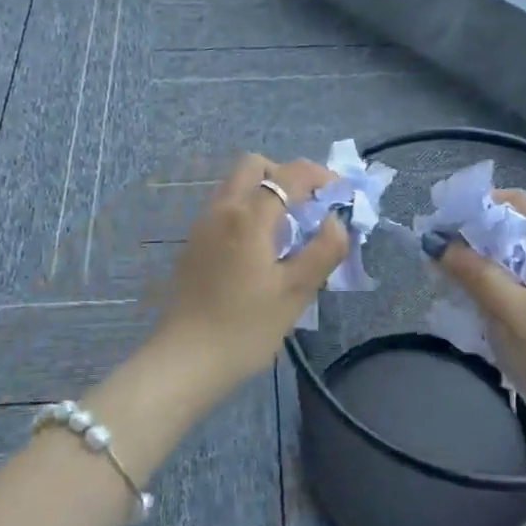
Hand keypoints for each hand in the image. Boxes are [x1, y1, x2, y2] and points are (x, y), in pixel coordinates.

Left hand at [149, 153, 349, 394]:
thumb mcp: (296, 292)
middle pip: (253, 165)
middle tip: (308, 207)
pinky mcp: (193, 243)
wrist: (185, 360)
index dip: (321, 176)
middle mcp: (221, 209)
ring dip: (264, 192)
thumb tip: (335, 221)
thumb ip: (323, 250)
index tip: (340, 195)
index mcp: (249, 216)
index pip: (290, 174)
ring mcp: (202, 224)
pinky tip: (260, 249)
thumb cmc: (245, 328)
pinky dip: (247, 210)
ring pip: (235, 185)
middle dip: (286, 175)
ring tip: (287, 230)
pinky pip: (224, 207)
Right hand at [437, 189, 525, 432]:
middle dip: (474, 238)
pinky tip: (476, 306)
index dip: (478, 204)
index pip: (516, 202)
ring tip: (450, 281)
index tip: (442, 222)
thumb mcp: (511, 311)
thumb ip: (472, 272)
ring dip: (483, 266)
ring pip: (515, 260)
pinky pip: (523, 285)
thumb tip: (435, 241)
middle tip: (438, 254)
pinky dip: (497, 288)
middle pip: (514, 229)